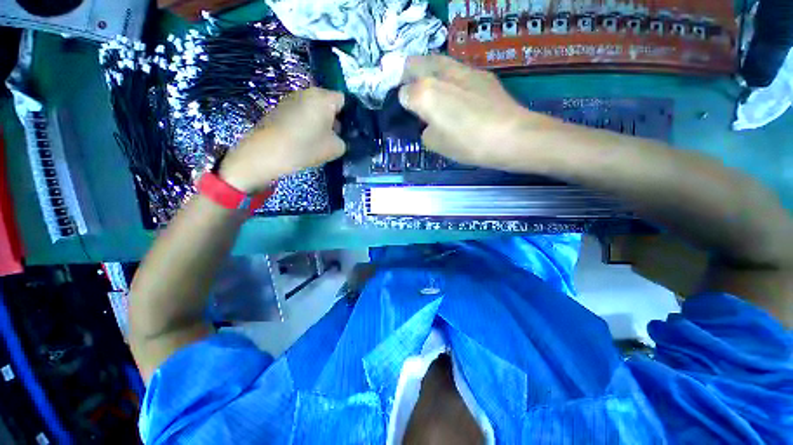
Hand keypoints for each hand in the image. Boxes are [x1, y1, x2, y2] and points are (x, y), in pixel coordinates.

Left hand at [219, 87, 345, 192]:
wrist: (268, 153)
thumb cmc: (307, 147)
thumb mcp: (336, 148)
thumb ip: (343, 140)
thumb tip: (339, 137)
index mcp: (324, 98)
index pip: (344, 100)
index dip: (348, 116)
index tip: (347, 132)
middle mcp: (308, 92)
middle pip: (327, 103)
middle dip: (333, 118)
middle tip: (334, 137)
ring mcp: (291, 98)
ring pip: (313, 108)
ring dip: (318, 120)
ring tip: (317, 139)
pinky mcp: (279, 108)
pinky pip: (300, 112)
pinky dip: (305, 122)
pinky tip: (302, 138)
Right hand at [399, 55, 559, 171]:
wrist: (510, 136)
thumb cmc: (467, 144)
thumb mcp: (436, 145)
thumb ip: (424, 131)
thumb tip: (428, 123)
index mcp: (424, 93)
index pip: (402, 93)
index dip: (403, 105)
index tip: (410, 115)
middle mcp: (439, 74)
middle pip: (413, 63)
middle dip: (409, 77)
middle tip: (416, 97)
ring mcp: (462, 69)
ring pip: (435, 62)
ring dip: (430, 76)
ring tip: (438, 97)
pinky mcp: (480, 72)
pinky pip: (456, 71)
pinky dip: (451, 81)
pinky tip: (461, 98)